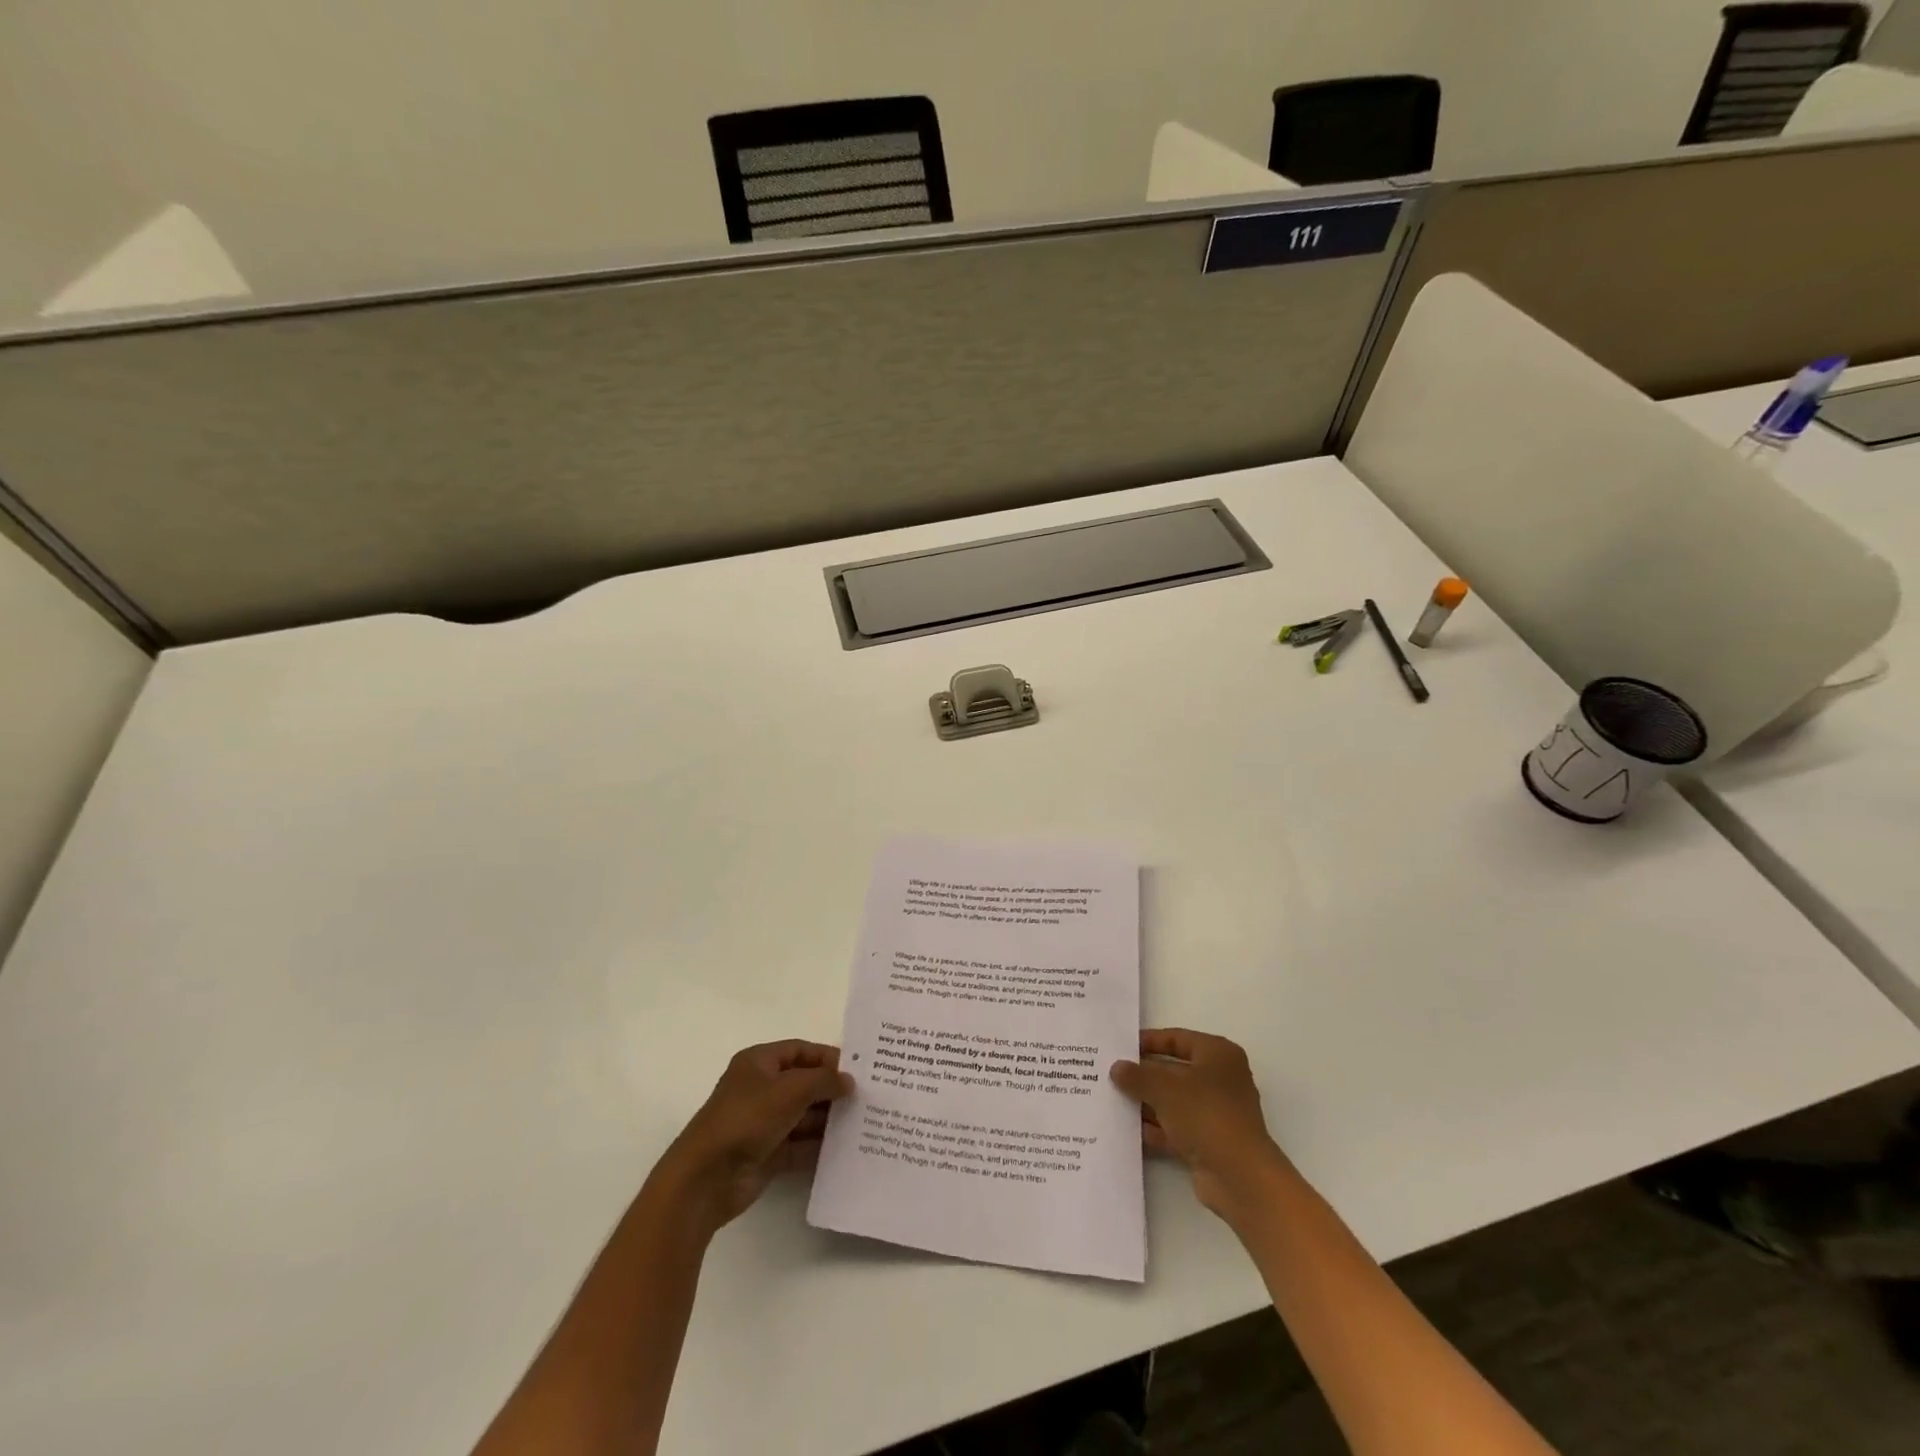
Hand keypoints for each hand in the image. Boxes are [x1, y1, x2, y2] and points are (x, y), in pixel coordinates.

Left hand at [654, 1040, 852, 1232]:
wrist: (706, 1178)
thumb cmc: (747, 1118)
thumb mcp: (790, 1089)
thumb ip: (823, 1081)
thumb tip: (848, 1081)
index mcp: (758, 1063)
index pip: (799, 1050)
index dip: (827, 1057)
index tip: (857, 1068)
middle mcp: (760, 1089)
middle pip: (803, 1083)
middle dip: (831, 1090)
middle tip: (866, 1097)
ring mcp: (762, 1123)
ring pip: (803, 1116)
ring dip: (828, 1119)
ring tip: (862, 1123)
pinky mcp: (766, 1154)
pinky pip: (799, 1145)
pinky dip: (818, 1147)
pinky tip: (844, 1150)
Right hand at [1111, 1029, 1285, 1225]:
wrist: (1239, 1177)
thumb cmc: (1205, 1114)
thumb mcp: (1164, 1087)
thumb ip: (1137, 1075)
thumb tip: (1117, 1068)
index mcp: (1218, 1055)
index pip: (1178, 1039)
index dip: (1149, 1041)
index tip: (1121, 1046)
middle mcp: (1220, 1079)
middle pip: (1174, 1071)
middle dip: (1144, 1075)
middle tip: (1111, 1074)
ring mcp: (1215, 1113)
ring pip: (1173, 1101)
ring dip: (1146, 1102)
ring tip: (1112, 1100)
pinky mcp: (1209, 1142)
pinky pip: (1176, 1128)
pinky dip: (1155, 1128)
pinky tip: (1128, 1129)